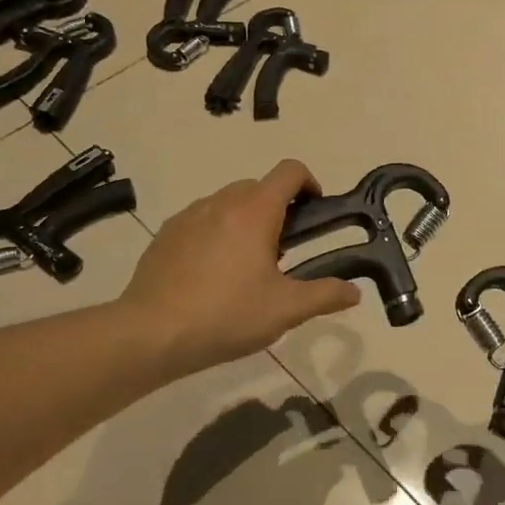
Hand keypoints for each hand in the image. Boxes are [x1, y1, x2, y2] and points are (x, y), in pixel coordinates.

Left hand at [123, 160, 359, 375]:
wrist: (150, 333)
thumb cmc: (226, 315)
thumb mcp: (285, 310)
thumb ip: (325, 295)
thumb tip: (354, 291)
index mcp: (254, 211)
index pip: (290, 172)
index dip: (310, 183)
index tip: (315, 212)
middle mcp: (220, 203)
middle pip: (258, 187)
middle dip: (278, 209)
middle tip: (285, 251)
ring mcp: (188, 216)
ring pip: (227, 203)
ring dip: (245, 221)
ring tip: (247, 266)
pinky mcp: (165, 235)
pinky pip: (200, 221)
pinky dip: (215, 234)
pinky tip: (212, 275)